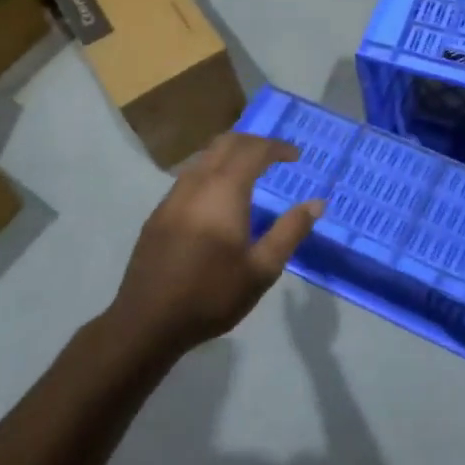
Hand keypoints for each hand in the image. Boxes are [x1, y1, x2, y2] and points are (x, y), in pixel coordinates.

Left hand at [109, 133, 322, 355]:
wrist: (147, 322)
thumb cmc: (211, 295)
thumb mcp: (262, 269)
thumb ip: (290, 231)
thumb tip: (317, 203)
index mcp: (224, 191)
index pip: (253, 150)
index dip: (277, 147)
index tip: (295, 157)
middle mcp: (196, 184)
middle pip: (225, 144)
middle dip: (253, 143)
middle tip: (275, 157)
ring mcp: (172, 197)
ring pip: (204, 157)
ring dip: (230, 155)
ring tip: (250, 173)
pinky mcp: (159, 214)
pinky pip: (189, 176)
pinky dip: (211, 172)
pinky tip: (219, 199)